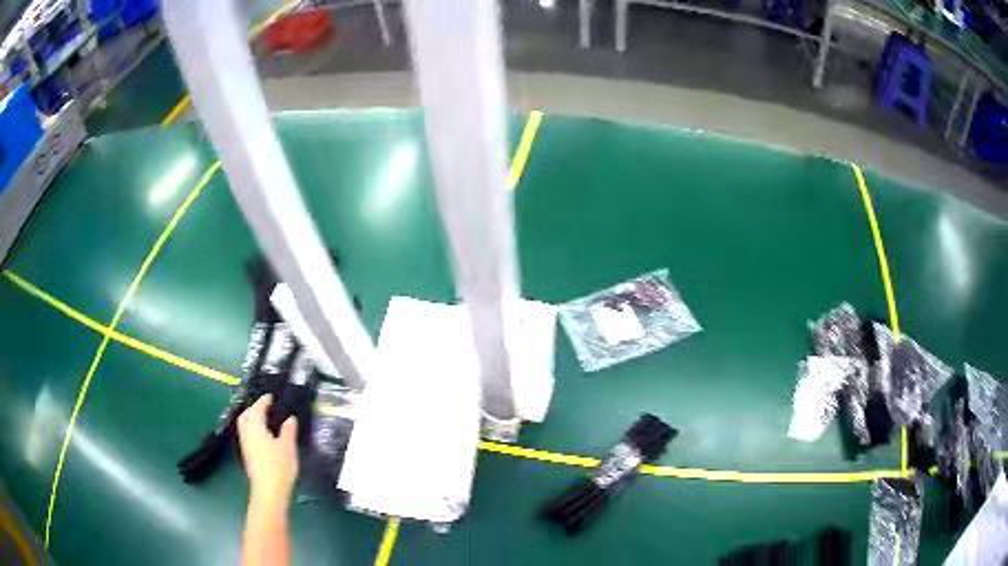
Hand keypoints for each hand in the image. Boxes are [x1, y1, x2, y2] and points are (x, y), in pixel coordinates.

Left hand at [238, 394, 298, 506]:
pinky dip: (252, 427)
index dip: (263, 401)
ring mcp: (245, 445)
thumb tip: (290, 419)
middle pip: (245, 415)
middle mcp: (247, 434)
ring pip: (244, 425)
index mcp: (255, 428)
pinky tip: (263, 434)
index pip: (257, 409)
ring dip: (251, 418)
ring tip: (264, 418)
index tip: (270, 397)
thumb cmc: (279, 468)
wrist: (269, 491)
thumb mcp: (288, 447)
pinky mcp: (247, 454)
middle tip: (265, 406)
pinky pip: (247, 433)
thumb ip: (288, 431)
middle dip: (253, 408)